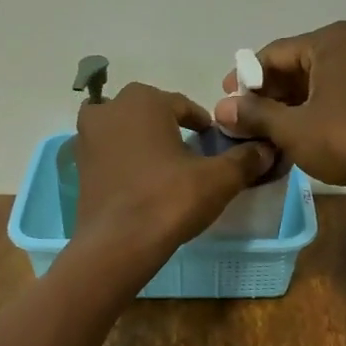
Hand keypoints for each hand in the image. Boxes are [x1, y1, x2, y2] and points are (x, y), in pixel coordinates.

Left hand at [73, 83, 273, 263]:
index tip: (212, 143)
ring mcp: (87, 137)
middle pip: (149, 112)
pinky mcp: (78, 166)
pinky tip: (141, 184)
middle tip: (190, 153)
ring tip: (165, 168)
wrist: (117, 245)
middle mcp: (109, 109)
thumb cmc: (168, 200)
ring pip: (124, 131)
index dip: (201, 124)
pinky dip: (124, 161)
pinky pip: (108, 153)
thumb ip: (244, 159)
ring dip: (143, 141)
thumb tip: (267, 149)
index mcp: (143, 100)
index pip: (183, 105)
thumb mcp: (217, 180)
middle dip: (168, 127)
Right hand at [214, 21, 345, 194]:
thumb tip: (221, 109)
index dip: (245, 78)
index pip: (274, 54)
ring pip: (317, 78)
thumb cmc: (345, 139)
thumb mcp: (291, 128)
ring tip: (267, 128)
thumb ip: (254, 114)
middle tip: (244, 118)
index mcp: (331, 40)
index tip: (226, 101)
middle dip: (268, 92)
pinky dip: (314, 105)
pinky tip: (298, 129)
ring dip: (290, 101)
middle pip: (296, 64)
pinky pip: (337, 89)